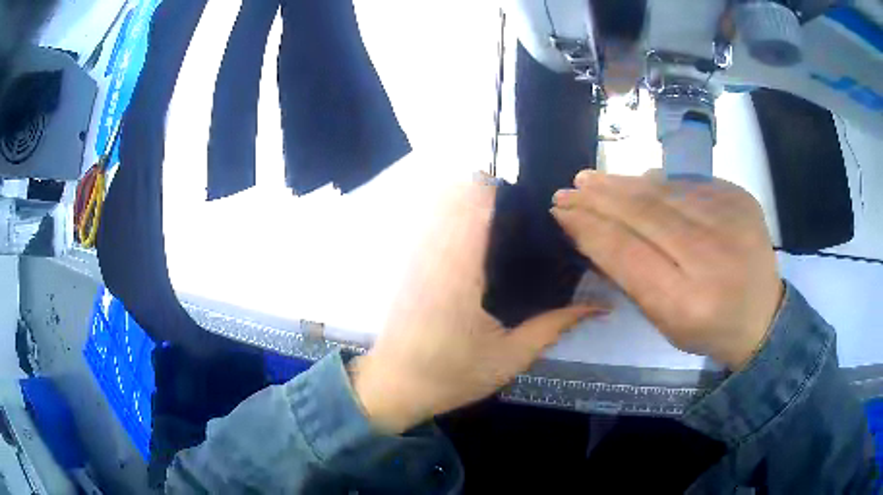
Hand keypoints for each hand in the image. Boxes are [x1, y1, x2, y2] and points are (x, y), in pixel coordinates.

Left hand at [350, 178, 604, 433]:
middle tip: (519, 209)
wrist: (394, 387)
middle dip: (486, 192)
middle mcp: (434, 253)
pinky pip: (429, 226)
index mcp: (461, 271)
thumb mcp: (511, 357)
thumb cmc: (451, 375)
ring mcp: (416, 257)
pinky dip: (449, 218)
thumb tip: (598, 306)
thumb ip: (554, 326)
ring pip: (439, 207)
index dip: (500, 190)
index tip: (528, 197)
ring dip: (467, 202)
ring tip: (499, 217)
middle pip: (455, 196)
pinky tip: (470, 236)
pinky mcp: (408, 266)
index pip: (477, 207)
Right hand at [551, 170, 783, 369]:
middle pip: (643, 213)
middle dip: (599, 198)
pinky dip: (657, 184)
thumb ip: (630, 276)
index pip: (626, 252)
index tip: (561, 212)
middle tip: (568, 189)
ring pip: (664, 192)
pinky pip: (687, 185)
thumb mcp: (663, 321)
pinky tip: (637, 183)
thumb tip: (594, 228)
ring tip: (592, 180)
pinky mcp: (740, 199)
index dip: (589, 228)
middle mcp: (712, 257)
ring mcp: (731, 221)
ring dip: (622, 184)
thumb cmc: (707, 328)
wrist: (763, 315)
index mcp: (687, 303)